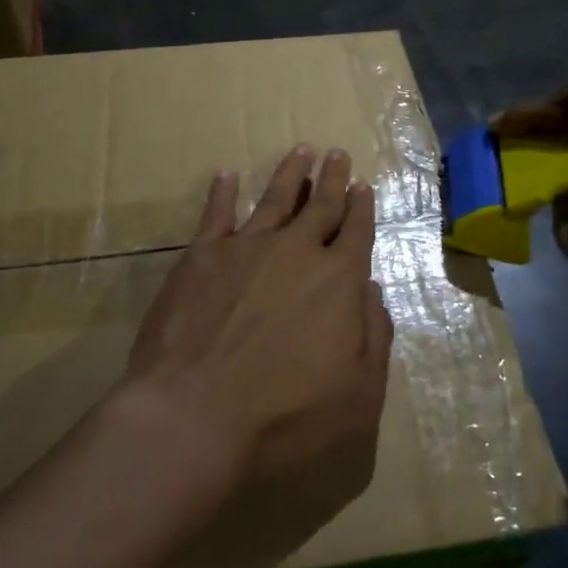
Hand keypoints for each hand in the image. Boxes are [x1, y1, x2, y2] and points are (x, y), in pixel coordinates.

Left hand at [123, 145, 391, 501]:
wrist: (193, 417)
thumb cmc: (286, 417)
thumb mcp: (359, 394)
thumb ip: (373, 336)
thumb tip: (371, 289)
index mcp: (338, 280)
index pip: (357, 232)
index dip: (362, 208)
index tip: (363, 185)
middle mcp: (295, 252)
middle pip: (320, 206)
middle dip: (332, 179)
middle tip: (337, 154)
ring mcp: (245, 248)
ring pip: (274, 199)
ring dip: (289, 173)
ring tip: (300, 150)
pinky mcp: (200, 257)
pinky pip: (215, 214)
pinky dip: (222, 192)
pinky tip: (227, 176)